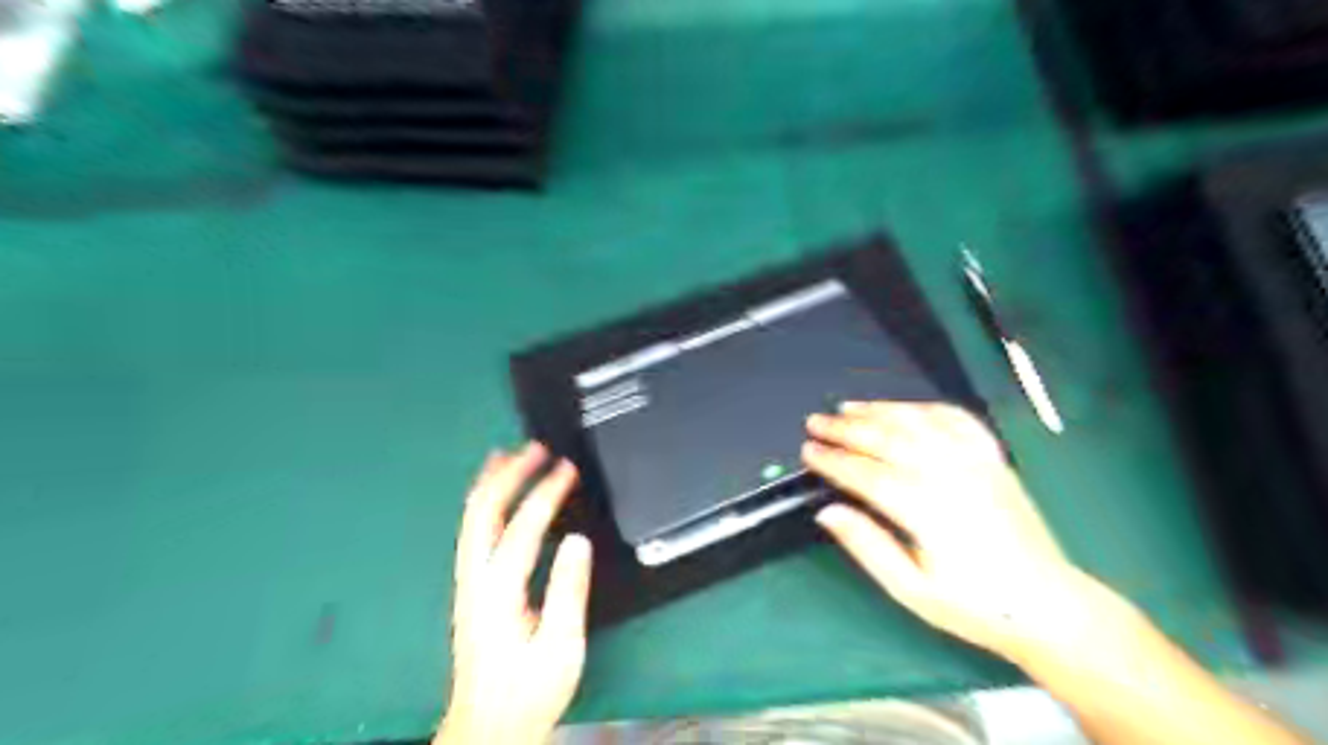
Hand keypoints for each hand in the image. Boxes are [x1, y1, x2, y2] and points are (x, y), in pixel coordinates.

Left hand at [440, 441, 593, 743]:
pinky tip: (497, 494)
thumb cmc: (528, 691)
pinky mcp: (470, 588)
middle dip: (508, 475)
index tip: (566, 469)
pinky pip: (474, 531)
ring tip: (509, 455)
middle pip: (482, 513)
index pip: (521, 529)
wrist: (487, 726)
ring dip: (491, 483)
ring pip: (471, 519)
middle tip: (535, 448)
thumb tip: (577, 540)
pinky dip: (486, 502)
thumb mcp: (560, 647)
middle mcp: (475, 580)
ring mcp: (468, 582)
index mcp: (499, 593)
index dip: (545, 494)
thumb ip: (568, 590)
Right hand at [804, 405, 1112, 666]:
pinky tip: (905, 408)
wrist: (1047, 604)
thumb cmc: (973, 604)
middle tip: (815, 423)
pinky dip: (925, 407)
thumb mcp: (911, 590)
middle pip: (886, 439)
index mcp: (926, 509)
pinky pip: (956, 419)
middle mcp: (949, 475)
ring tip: (847, 408)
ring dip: (878, 410)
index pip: (866, 474)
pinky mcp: (993, 458)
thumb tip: (827, 512)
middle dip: (845, 429)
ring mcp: (975, 461)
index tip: (807, 451)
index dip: (832, 460)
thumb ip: (867, 546)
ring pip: (917, 421)